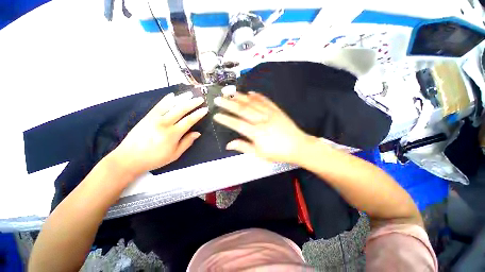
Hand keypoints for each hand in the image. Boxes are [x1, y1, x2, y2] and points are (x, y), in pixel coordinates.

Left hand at [110, 92, 207, 176]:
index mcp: (172, 134)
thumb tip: (198, 133)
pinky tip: (172, 95)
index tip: (205, 109)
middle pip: (181, 110)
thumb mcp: (174, 155)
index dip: (198, 114)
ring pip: (170, 105)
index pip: (189, 121)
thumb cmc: (155, 158)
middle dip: (192, 103)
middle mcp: (164, 123)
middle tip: (200, 98)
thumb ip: (187, 142)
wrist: (129, 158)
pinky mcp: (147, 117)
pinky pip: (158, 105)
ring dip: (181, 98)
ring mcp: (154, 118)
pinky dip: (166, 99)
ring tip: (190, 93)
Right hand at [213, 91, 314, 162]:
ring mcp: (270, 113)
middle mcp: (262, 121)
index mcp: (257, 133)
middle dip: (229, 104)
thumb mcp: (260, 154)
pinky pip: (265, 101)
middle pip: (243, 110)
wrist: (298, 146)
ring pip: (252, 103)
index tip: (216, 115)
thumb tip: (228, 145)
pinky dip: (257, 96)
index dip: (226, 119)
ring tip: (230, 92)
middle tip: (218, 99)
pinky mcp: (277, 110)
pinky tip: (250, 92)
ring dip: (240, 97)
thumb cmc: (278, 153)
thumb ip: (243, 147)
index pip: (237, 124)